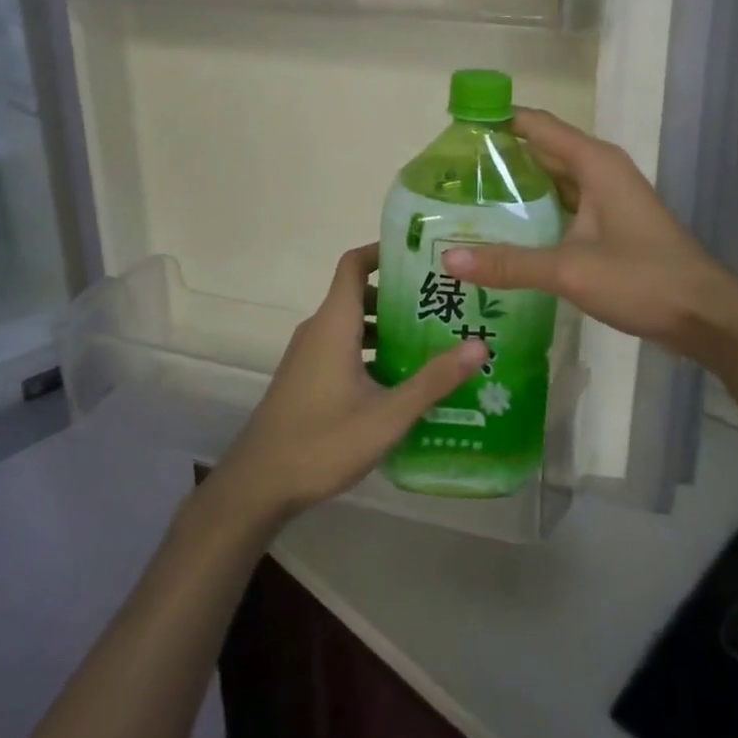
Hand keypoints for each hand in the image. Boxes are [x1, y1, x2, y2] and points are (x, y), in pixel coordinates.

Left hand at [207, 244, 488, 526]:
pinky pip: (343, 348)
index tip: (421, 255)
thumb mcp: (387, 414)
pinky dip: (371, 350)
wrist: (257, 485)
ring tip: (432, 340)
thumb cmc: (322, 441)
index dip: (383, 251)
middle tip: (443, 304)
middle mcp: (319, 330)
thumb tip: (480, 345)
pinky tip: (401, 379)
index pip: (354, 264)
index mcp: (334, 324)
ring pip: (353, 325)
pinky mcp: (306, 378)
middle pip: (360, 294)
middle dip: (400, 296)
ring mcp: (309, 355)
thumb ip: (433, 380)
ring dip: (388, 327)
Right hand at [440, 108, 737, 364]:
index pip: (535, 124)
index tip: (452, 128)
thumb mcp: (569, 269)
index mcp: (594, 162)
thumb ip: (508, 263)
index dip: (496, 121)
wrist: (703, 315)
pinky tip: (504, 233)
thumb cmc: (642, 278)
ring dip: (515, 189)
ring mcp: (607, 199)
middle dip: (498, 159)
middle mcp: (600, 171)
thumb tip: (448, 259)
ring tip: (465, 201)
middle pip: (540, 151)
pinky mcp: (609, 226)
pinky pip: (563, 208)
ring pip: (551, 182)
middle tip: (447, 175)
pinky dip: (534, 214)